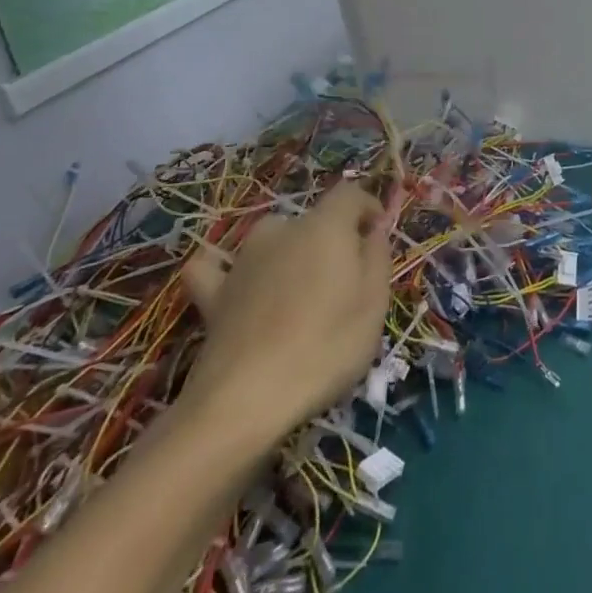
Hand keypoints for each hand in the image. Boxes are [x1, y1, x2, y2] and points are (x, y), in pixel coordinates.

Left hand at [178, 182, 392, 452]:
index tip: (378, 234)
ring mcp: (242, 260)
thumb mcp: (374, 302)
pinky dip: (224, 268)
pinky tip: (231, 281)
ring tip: (298, 287)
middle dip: (331, 238)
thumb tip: (372, 231)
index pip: (350, 194)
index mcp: (325, 226)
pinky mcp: (213, 294)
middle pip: (312, 220)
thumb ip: (377, 257)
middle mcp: (282, 231)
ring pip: (270, 238)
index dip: (368, 207)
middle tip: (344, 278)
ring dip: (287, 251)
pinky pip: (214, 267)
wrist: (246, 398)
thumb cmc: (325, 345)